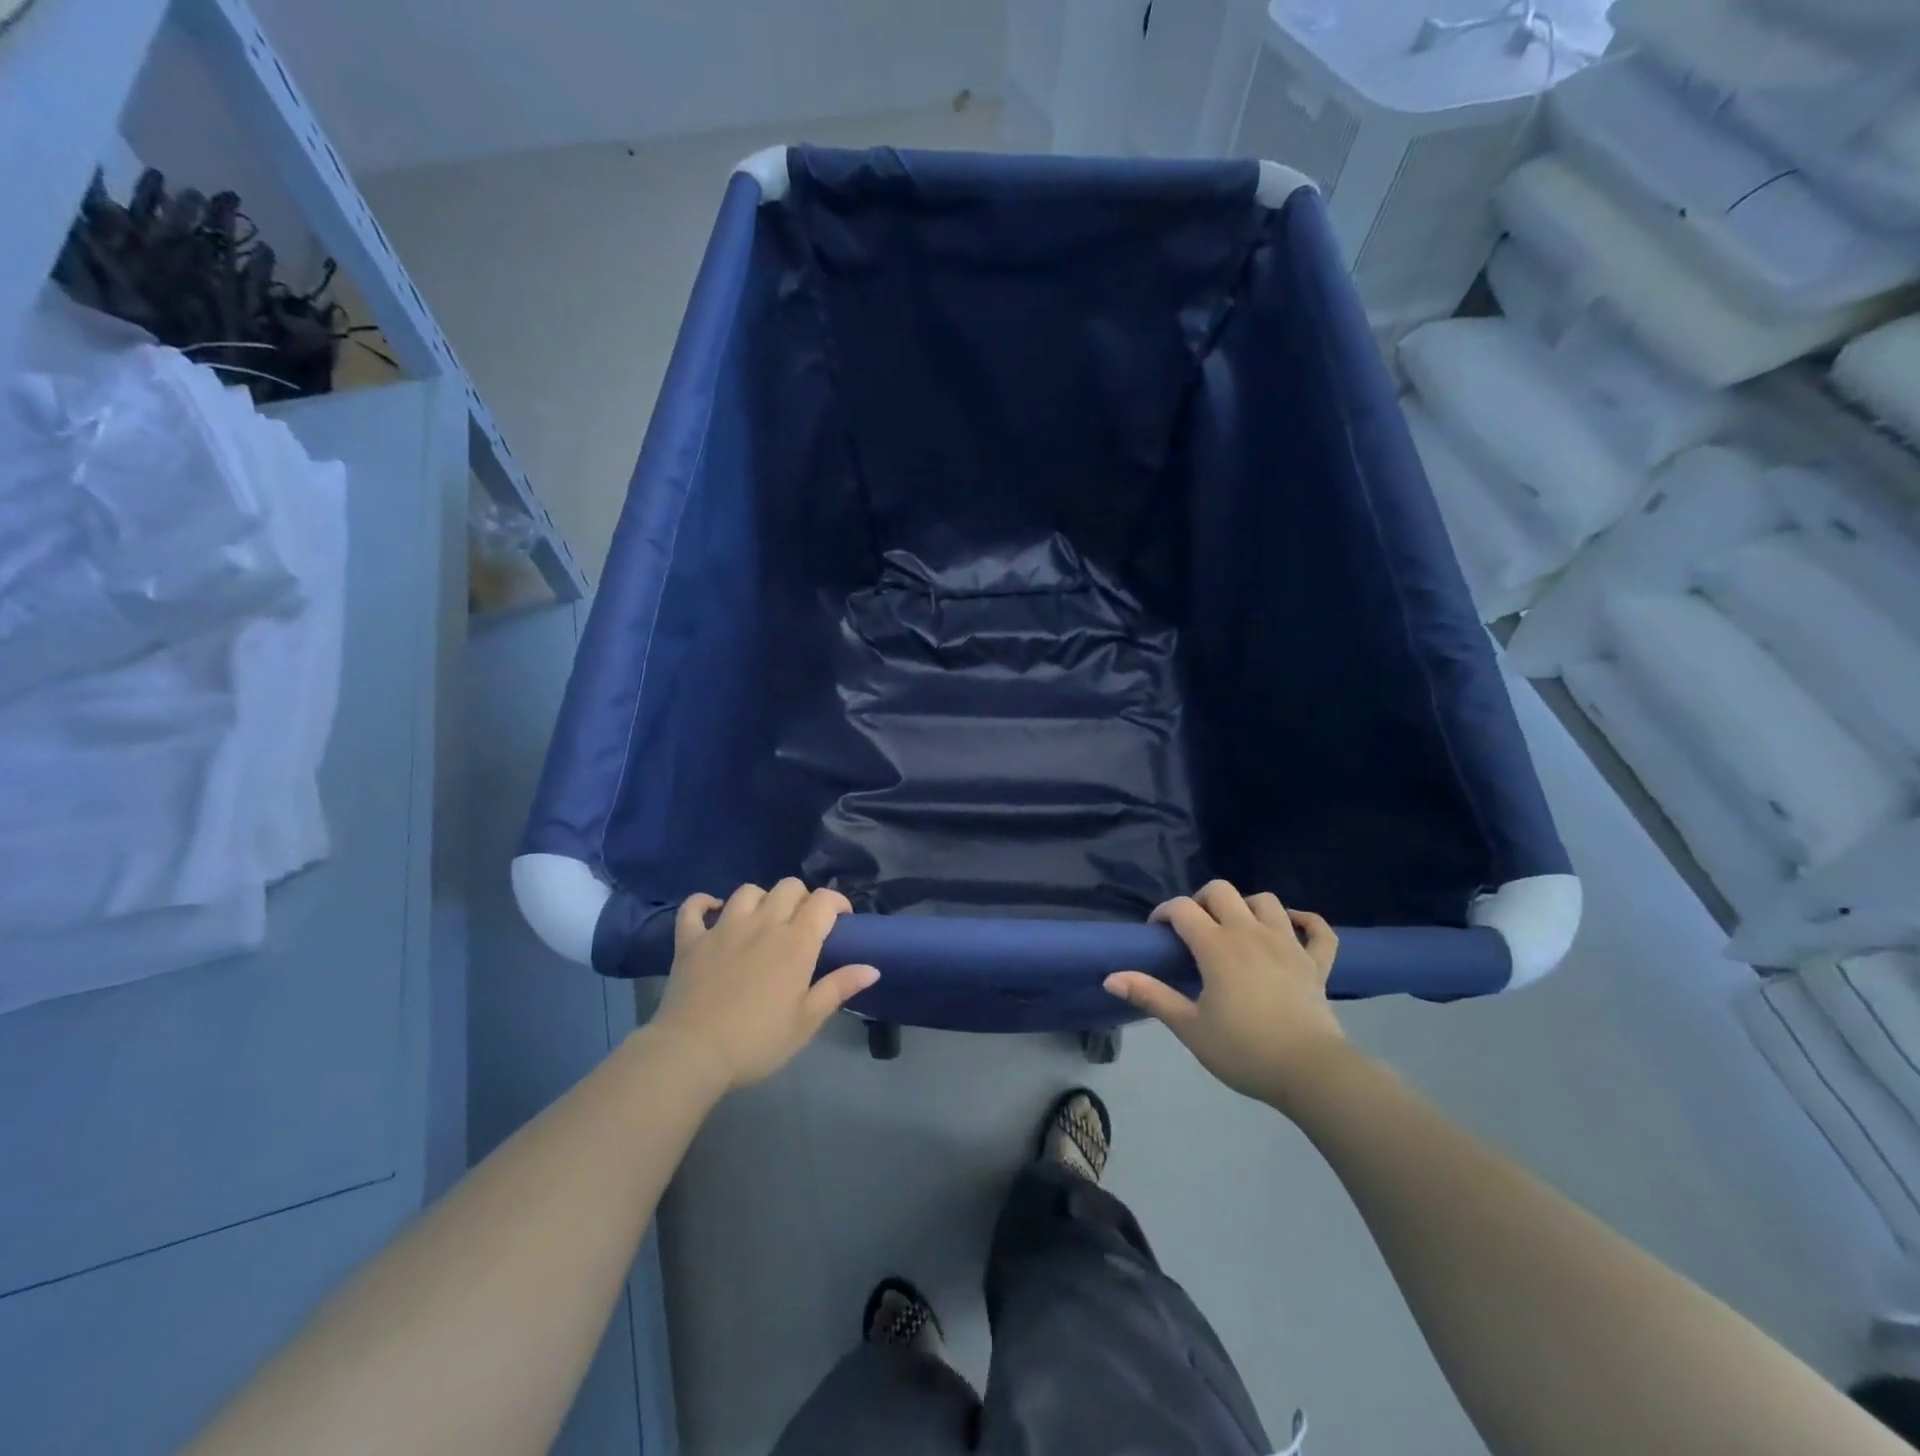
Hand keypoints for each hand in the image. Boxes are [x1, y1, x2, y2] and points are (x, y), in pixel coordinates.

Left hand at [650, 880, 878, 1090]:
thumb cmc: (758, 1041)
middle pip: (788, 887)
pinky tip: (712, 911)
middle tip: (802, 925)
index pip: (823, 901)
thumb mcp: (806, 1021)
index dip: (837, 903)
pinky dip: (704, 903)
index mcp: (796, 942)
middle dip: (801, 898)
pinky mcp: (691, 940)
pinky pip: (694, 907)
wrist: (693, 1053)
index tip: (841, 920)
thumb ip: (838, 988)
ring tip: (762, 920)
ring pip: (748, 891)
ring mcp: (723, 928)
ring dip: (761, 899)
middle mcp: (762, 924)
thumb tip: (872, 968)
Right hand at [1105, 880, 1346, 1111]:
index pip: (1182, 908)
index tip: (1157, 933)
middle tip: (1194, 930)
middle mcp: (1251, 932)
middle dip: (1201, 901)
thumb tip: (1111, 978)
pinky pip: (1318, 929)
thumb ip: (1151, 996)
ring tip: (1236, 929)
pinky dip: (1306, 921)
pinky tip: (1292, 926)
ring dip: (1246, 906)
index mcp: (1217, 945)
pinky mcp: (1317, 962)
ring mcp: (1288, 944)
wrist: (1310, 1072)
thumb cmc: (1243, 1050)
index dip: (1164, 913)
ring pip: (1266, 901)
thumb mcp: (1189, 1027)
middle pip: (1221, 891)